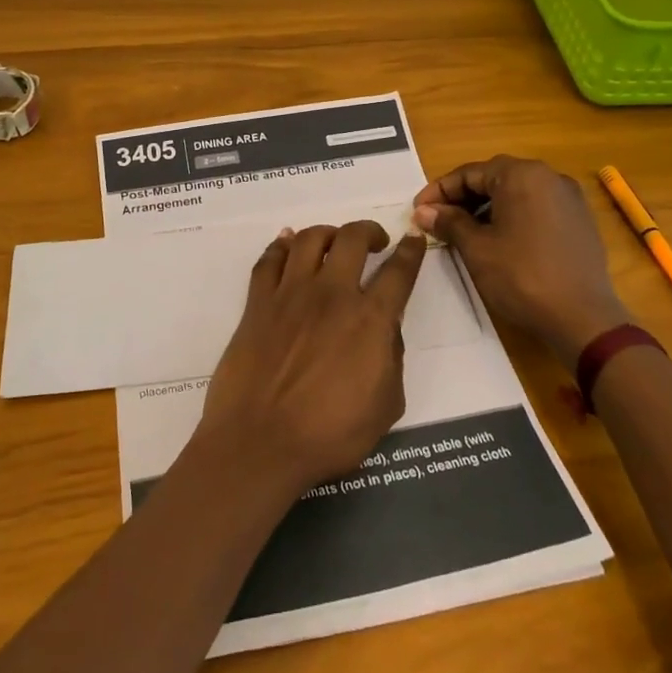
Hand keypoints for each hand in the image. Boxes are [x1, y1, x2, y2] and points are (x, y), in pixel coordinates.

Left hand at [195, 221, 426, 497]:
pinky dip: (281, 245)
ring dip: (327, 233)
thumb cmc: (329, 435)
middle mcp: (332, 294)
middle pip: (352, 239)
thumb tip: (386, 329)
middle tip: (374, 241)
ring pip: (310, 239)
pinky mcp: (258, 302)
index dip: (410, 251)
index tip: (414, 238)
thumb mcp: (386, 406)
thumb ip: (392, 359)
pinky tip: (287, 244)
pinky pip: (270, 259)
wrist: (260, 441)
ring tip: (333, 242)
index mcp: (370, 320)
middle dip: (369, 231)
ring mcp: (290, 293)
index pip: (399, 272)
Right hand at [413, 155, 630, 357]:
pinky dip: (512, 216)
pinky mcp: (580, 220)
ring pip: (516, 192)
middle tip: (437, 220)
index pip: (469, 173)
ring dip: (486, 207)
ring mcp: (568, 198)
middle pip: (494, 178)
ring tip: (464, 231)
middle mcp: (548, 176)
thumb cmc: (522, 276)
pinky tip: (498, 240)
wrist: (583, 319)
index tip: (418, 210)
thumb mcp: (477, 248)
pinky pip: (536, 207)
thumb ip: (449, 222)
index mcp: (521, 175)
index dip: (439, 191)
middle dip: (462, 197)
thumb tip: (423, 211)